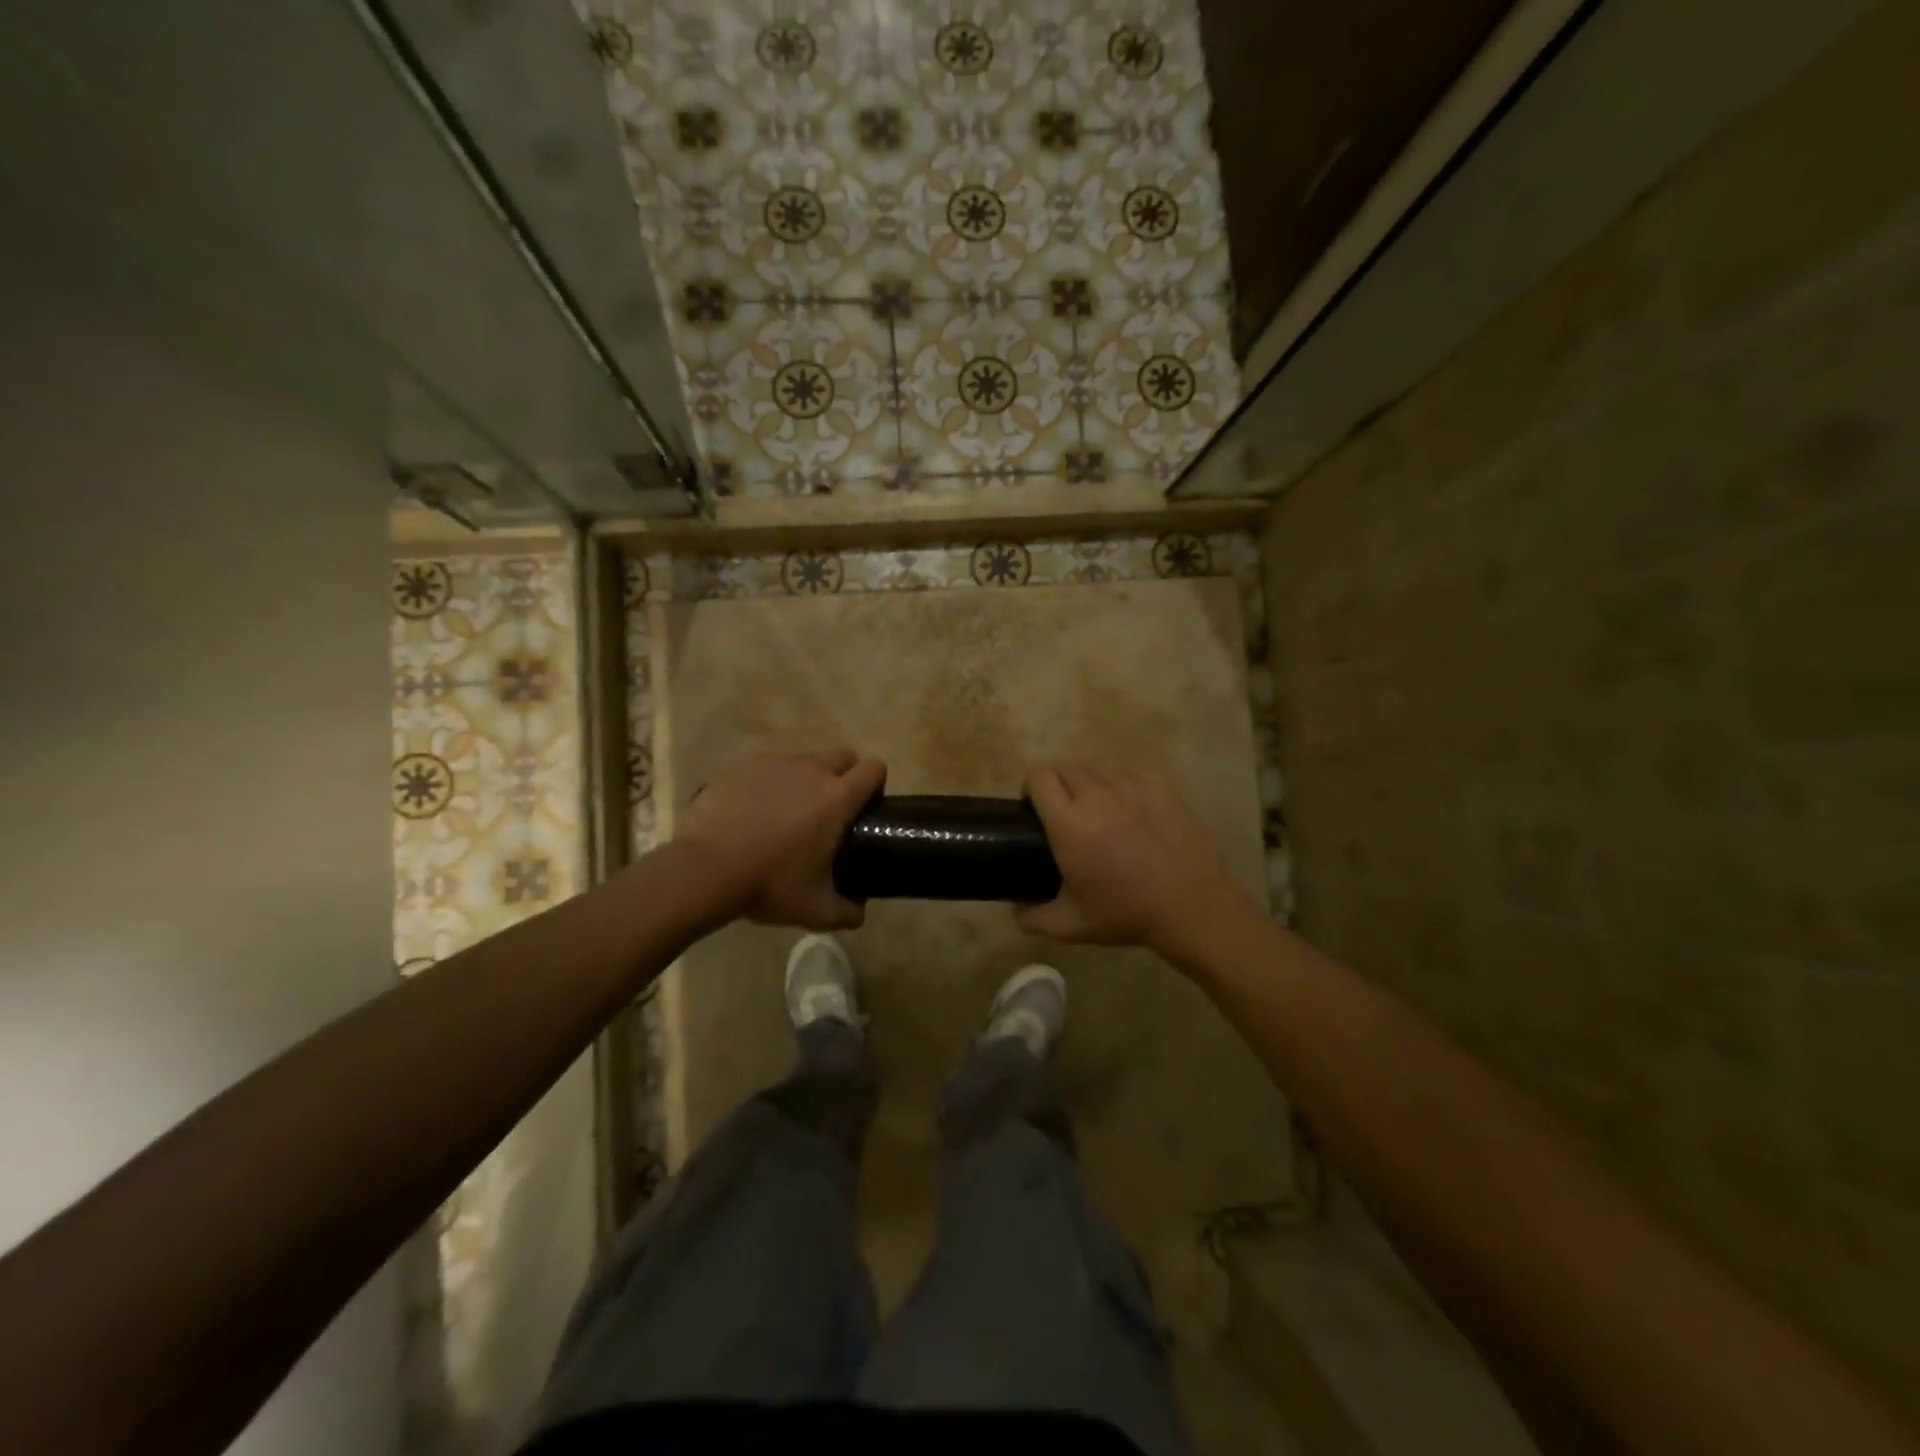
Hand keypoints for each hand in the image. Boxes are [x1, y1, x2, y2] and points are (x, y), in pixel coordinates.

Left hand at [676, 750, 885, 929]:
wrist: (704, 870)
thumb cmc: (770, 884)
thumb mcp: (816, 909)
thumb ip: (847, 911)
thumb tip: (859, 912)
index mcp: (837, 797)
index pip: (874, 768)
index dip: (876, 784)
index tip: (866, 809)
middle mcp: (811, 771)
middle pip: (843, 756)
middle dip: (845, 776)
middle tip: (832, 812)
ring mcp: (774, 765)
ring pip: (805, 761)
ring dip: (807, 780)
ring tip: (790, 815)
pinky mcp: (742, 769)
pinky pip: (768, 770)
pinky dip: (771, 786)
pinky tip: (755, 815)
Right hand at [1016, 765, 1251, 952]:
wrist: (1191, 906)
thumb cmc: (1125, 912)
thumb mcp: (1070, 925)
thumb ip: (1032, 918)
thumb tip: (1014, 911)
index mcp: (1068, 821)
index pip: (1038, 777)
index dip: (1031, 788)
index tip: (1035, 809)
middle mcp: (1097, 794)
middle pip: (1065, 768)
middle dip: (1058, 785)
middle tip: (1066, 815)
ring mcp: (1132, 786)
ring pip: (1099, 772)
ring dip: (1092, 788)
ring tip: (1103, 816)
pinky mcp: (1161, 788)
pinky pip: (1132, 779)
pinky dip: (1125, 792)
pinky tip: (1136, 818)